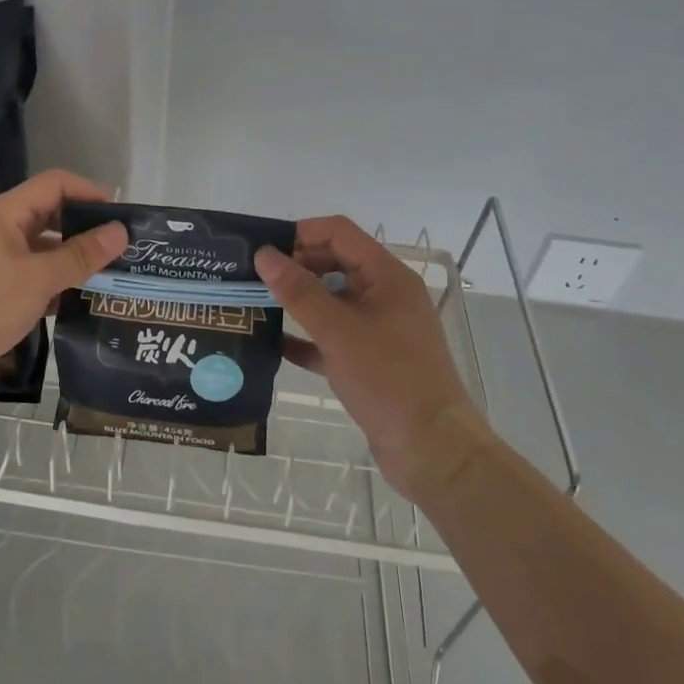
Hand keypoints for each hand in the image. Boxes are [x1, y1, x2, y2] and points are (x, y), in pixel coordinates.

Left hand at [0, 169, 125, 411]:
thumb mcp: (38, 279)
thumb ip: (81, 255)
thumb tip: (120, 231)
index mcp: (3, 214)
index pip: (54, 184)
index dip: (89, 192)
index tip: (123, 214)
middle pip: (49, 215)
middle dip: (85, 228)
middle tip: (123, 247)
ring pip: (42, 250)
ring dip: (73, 259)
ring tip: (111, 274)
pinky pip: (32, 277)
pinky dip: (56, 284)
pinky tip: (81, 302)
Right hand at [255, 217, 485, 496]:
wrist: (432, 450)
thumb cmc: (388, 379)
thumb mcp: (338, 331)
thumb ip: (299, 290)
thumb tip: (264, 255)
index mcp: (386, 276)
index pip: (339, 233)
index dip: (300, 233)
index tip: (262, 249)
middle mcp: (385, 295)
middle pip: (334, 263)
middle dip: (294, 267)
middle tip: (251, 278)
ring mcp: (379, 329)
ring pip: (331, 302)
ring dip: (297, 302)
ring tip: (254, 305)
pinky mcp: (371, 361)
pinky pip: (332, 338)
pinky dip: (306, 337)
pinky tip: (273, 344)